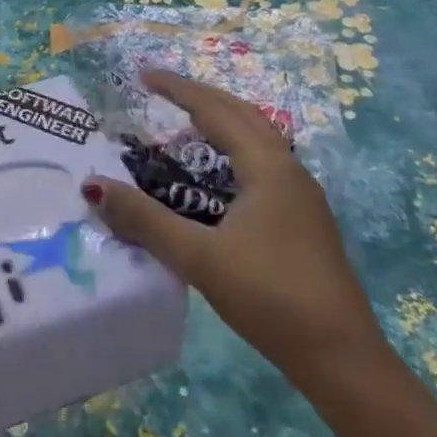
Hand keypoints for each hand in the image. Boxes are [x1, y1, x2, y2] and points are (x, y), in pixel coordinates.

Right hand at [82, 69, 384, 386]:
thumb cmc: (271, 298)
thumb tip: (93, 187)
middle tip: (160, 92)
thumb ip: (145, 220)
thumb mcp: (200, 258)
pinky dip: (231, 152)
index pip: (215, 109)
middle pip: (241, 115)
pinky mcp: (304, 221)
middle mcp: (288, 171)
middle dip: (199, 98)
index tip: (143, 75)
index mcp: (267, 167)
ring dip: (219, 124)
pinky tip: (215, 179)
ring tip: (182, 127)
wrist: (344, 361)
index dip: (178, 88)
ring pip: (256, 140)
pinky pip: (261, 164)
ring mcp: (301, 197)